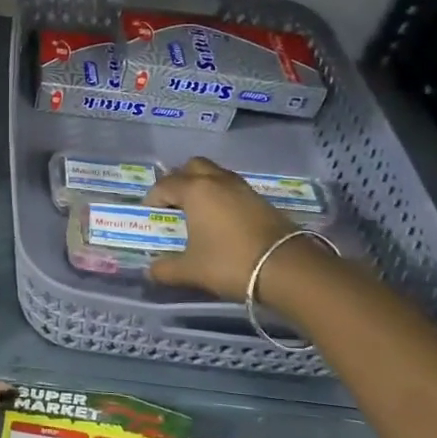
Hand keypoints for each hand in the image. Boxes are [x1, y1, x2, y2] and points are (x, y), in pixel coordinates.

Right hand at [143, 158, 292, 299]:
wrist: (287, 268)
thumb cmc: (230, 263)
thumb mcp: (191, 270)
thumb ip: (166, 269)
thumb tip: (151, 270)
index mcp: (195, 190)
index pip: (164, 185)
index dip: (152, 199)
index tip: (150, 216)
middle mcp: (216, 181)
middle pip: (192, 167)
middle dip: (178, 180)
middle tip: (173, 204)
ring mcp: (241, 187)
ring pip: (215, 173)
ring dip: (202, 185)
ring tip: (197, 211)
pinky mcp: (260, 199)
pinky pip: (232, 187)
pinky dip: (221, 195)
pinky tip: (221, 219)